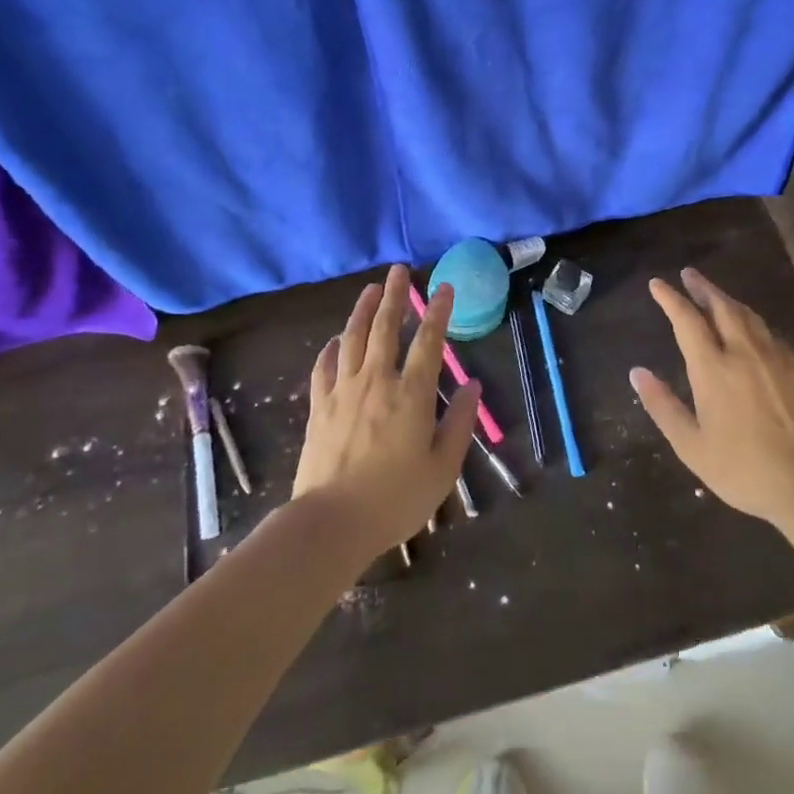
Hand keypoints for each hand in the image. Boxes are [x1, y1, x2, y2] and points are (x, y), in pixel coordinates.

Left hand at [293, 265, 478, 562]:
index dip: (438, 312)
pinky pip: (324, 367)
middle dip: (395, 296)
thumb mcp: (443, 467)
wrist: (332, 522)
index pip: (428, 342)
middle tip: (399, 271)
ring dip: (362, 310)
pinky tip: (335, 340)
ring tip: (370, 290)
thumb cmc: (396, 498)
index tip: (444, 288)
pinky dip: (332, 348)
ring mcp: (344, 391)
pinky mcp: (320, 407)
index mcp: (411, 394)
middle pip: (386, 328)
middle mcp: (377, 381)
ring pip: (353, 338)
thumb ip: (460, 423)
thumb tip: (474, 386)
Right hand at [631, 267, 793, 531]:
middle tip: (689, 274)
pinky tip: (754, 331)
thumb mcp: (691, 446)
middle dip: (703, 287)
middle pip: (721, 307)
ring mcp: (776, 358)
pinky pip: (771, 335)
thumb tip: (637, 372)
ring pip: (749, 316)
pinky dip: (754, 323)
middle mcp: (743, 352)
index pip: (687, 320)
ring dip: (728, 300)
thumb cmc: (744, 469)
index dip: (670, 298)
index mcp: (713, 369)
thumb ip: (663, 406)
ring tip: (717, 296)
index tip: (658, 283)